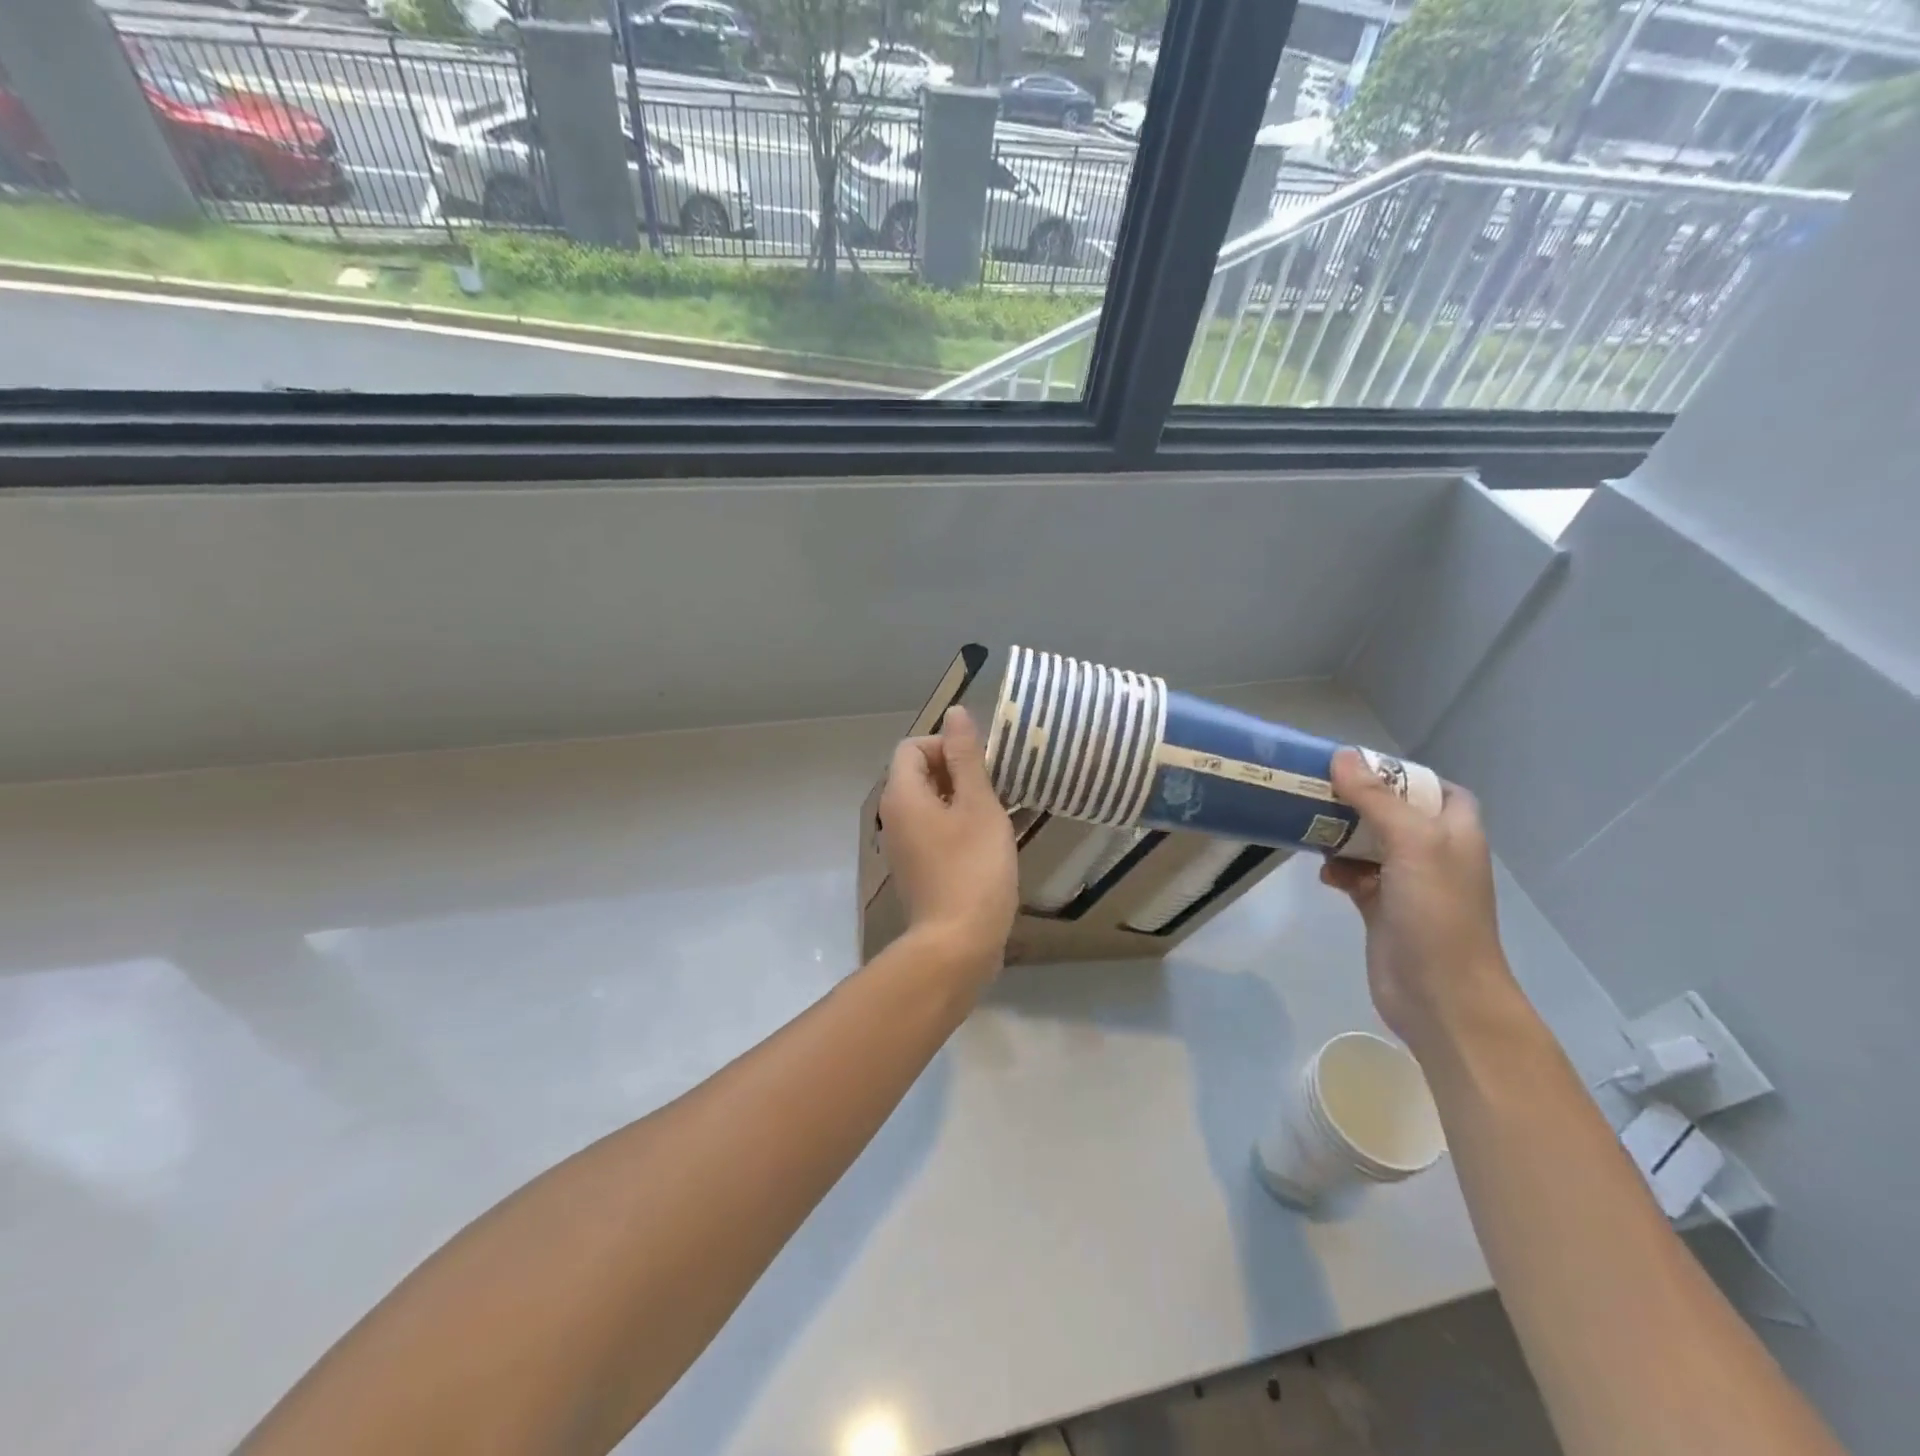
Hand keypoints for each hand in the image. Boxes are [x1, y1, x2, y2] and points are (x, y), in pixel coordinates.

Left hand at [880, 706, 1018, 983]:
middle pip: (919, 773)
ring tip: (997, 814)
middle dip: (957, 772)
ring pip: (929, 804)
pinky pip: (933, 830)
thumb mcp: (978, 805)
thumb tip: (954, 713)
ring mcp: (902, 845)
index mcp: (902, 795)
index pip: (913, 746)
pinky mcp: (917, 868)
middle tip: (994, 789)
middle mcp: (893, 816)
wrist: (958, 944)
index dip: (946, 745)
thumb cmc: (973, 869)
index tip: (981, 766)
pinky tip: (987, 843)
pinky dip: (957, 826)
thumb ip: (966, 757)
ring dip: (961, 800)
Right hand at [1320, 748, 1517, 1050]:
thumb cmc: (1436, 912)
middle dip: (1359, 802)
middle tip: (1319, 790)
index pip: (1438, 790)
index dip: (1405, 776)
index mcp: (1455, 833)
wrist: (1441, 996)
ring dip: (1341, 836)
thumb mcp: (1411, 844)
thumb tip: (1342, 756)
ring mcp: (1408, 884)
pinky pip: (1355, 877)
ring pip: (1369, 845)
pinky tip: (1324, 875)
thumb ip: (1375, 799)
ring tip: (1311, 829)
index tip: (1363, 768)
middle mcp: (1434, 854)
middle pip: (1394, 814)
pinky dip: (1338, 871)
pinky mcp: (1382, 909)